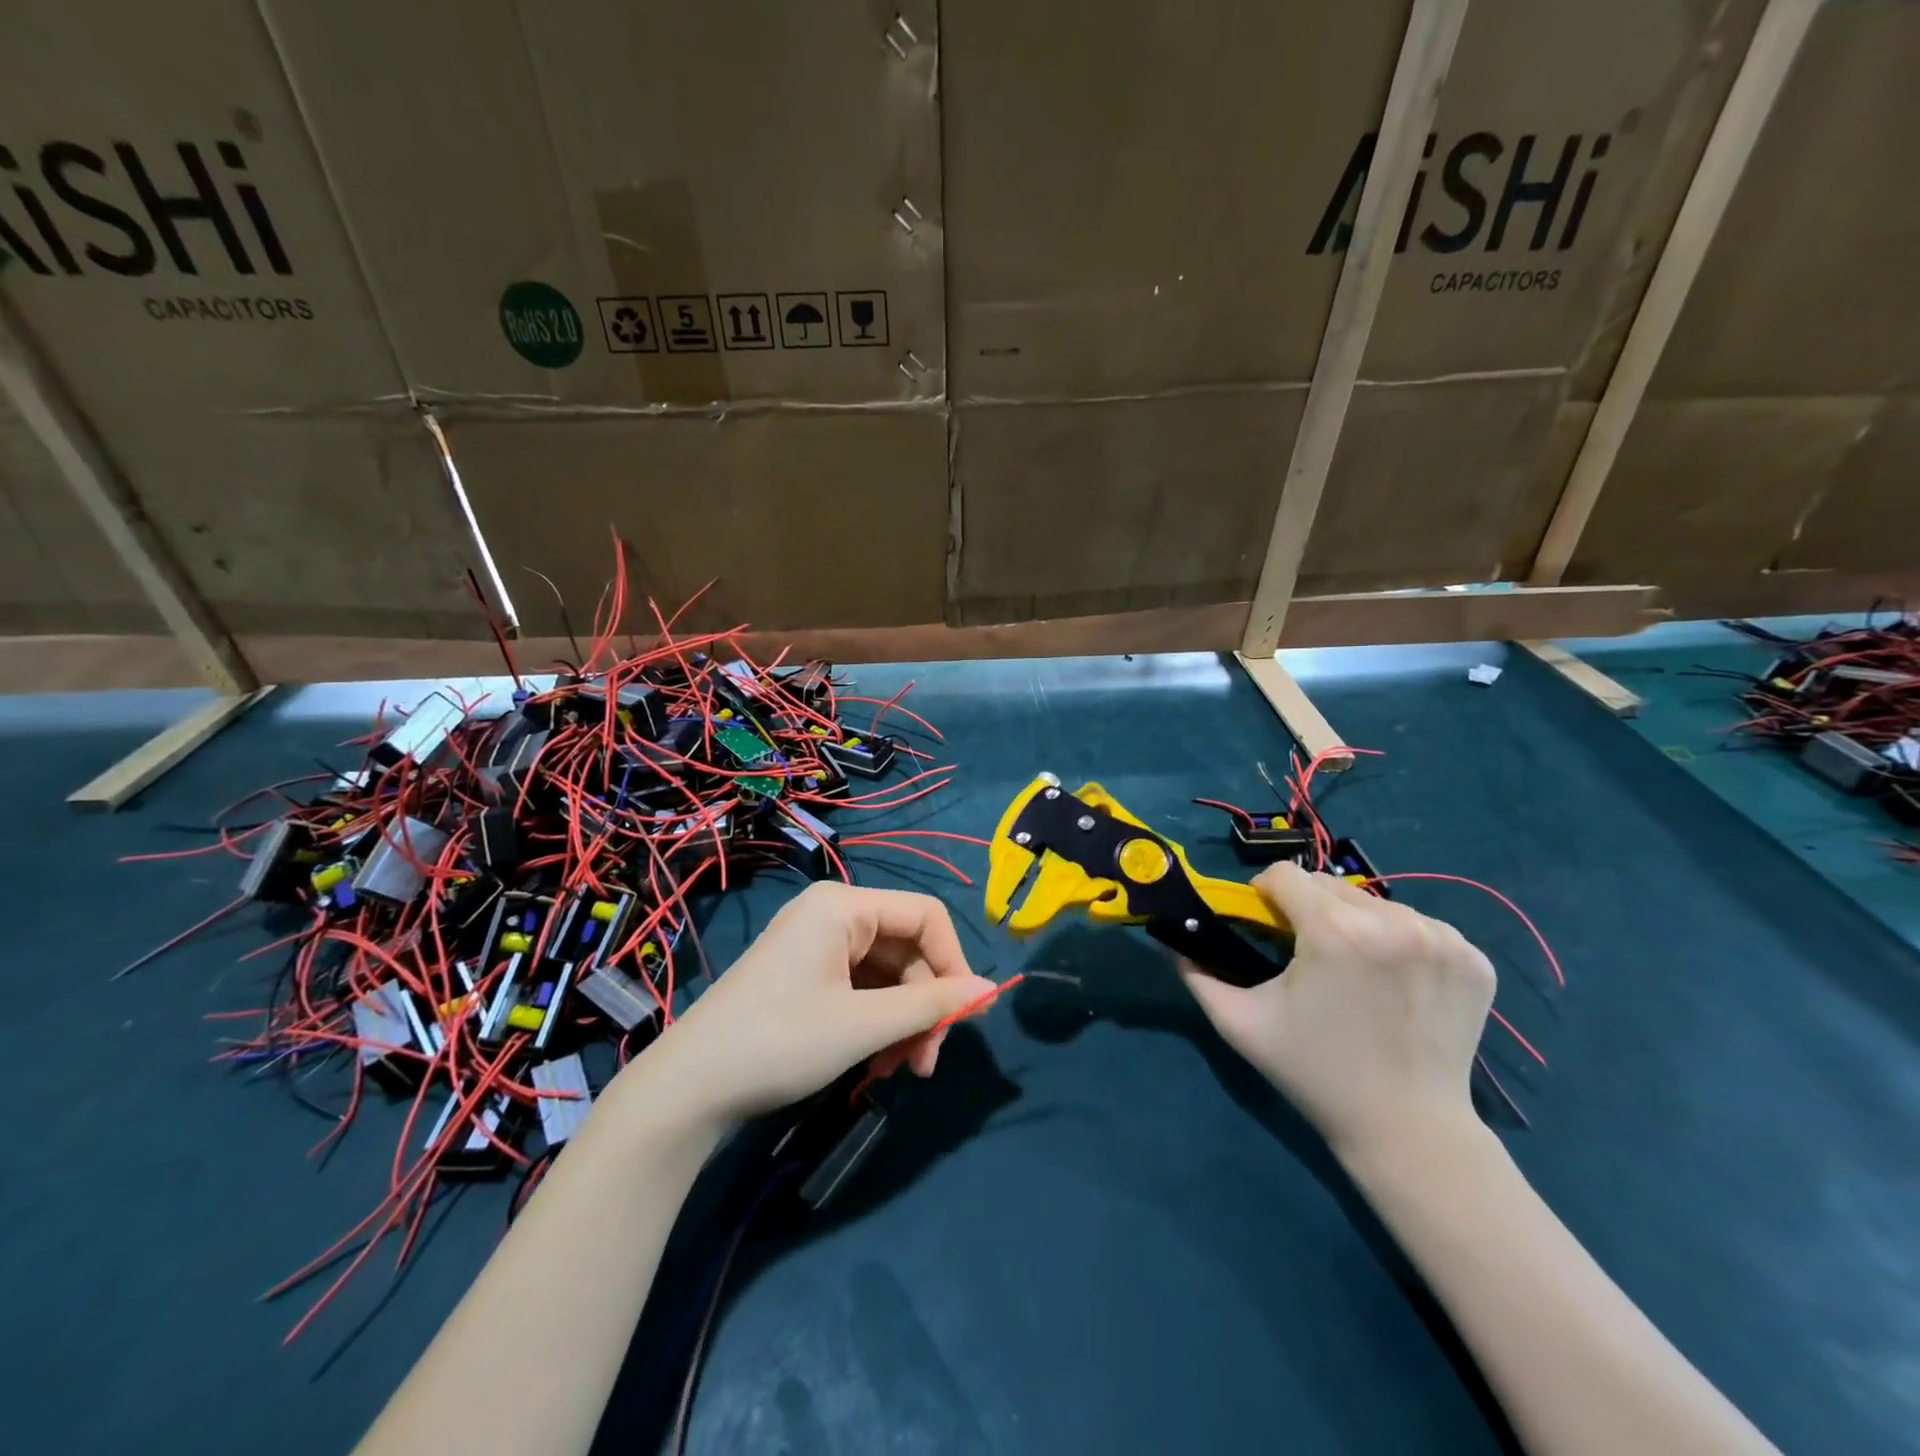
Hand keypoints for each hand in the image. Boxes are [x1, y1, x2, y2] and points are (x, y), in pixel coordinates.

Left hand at [639, 883, 997, 1122]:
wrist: (688, 1088)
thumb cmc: (780, 1042)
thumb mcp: (863, 1025)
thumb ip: (930, 1004)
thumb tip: (991, 990)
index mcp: (844, 906)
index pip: (925, 915)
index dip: (954, 962)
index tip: (967, 1016)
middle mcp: (832, 914)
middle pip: (907, 948)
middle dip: (925, 1005)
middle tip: (926, 1063)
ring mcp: (816, 945)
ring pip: (887, 974)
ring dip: (903, 1021)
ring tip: (900, 1071)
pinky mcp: (806, 974)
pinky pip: (861, 988)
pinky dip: (877, 1022)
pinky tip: (876, 1062)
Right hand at [1180, 862, 1495, 1163]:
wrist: (1408, 1130)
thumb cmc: (1315, 1073)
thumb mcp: (1240, 1023)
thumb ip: (1197, 974)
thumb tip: (1174, 942)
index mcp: (1335, 932)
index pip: (1285, 875)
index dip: (1264, 896)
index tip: (1264, 927)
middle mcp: (1394, 922)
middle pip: (1328, 885)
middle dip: (1308, 909)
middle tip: (1305, 955)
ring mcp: (1442, 939)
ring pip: (1374, 902)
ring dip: (1353, 922)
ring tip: (1351, 969)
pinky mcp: (1473, 958)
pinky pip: (1419, 924)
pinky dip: (1398, 940)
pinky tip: (1393, 981)